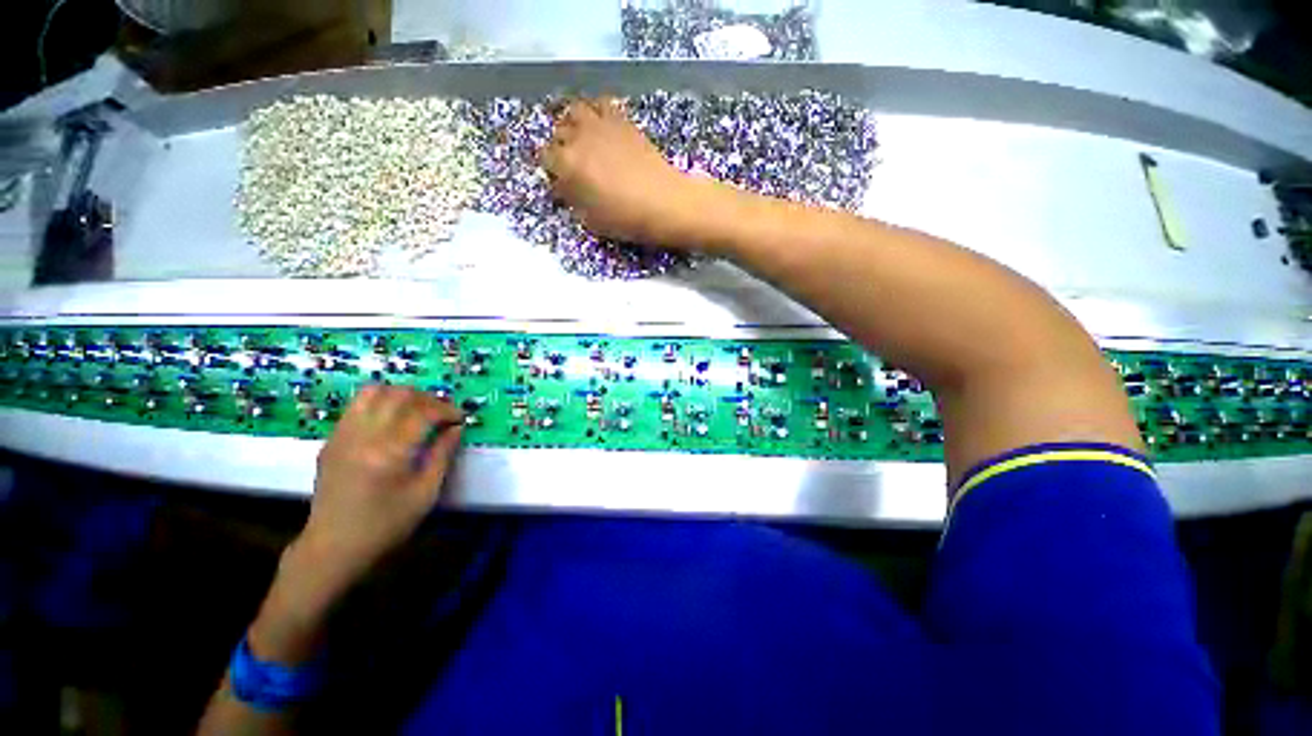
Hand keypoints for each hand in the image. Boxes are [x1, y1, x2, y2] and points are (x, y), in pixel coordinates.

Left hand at [300, 385, 463, 582]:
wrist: (332, 547)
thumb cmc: (386, 525)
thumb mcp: (425, 494)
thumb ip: (442, 456)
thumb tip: (456, 429)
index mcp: (389, 453)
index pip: (423, 412)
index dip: (447, 410)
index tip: (460, 419)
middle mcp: (363, 436)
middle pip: (398, 394)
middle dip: (427, 398)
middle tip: (441, 413)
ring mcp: (342, 436)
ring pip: (373, 392)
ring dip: (401, 395)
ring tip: (417, 410)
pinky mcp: (331, 440)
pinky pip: (357, 406)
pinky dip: (380, 403)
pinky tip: (392, 421)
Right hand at [539, 97, 705, 246]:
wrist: (664, 202)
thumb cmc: (626, 219)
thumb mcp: (592, 220)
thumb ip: (574, 200)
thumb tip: (567, 188)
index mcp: (567, 164)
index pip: (546, 158)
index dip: (552, 170)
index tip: (561, 181)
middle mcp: (579, 137)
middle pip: (558, 132)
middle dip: (561, 146)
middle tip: (572, 162)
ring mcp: (601, 124)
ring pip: (575, 110)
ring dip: (574, 122)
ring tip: (582, 137)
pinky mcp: (622, 120)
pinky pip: (601, 104)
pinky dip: (597, 112)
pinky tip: (603, 127)